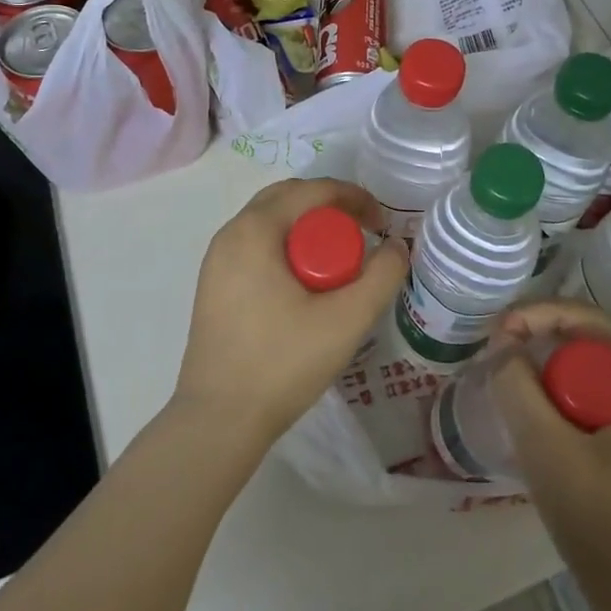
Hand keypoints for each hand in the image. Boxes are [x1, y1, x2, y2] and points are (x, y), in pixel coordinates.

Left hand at [175, 177, 409, 453]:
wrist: (218, 421)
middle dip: (330, 208)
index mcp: (255, 230)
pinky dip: (287, 247)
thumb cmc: (281, 363)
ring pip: (271, 222)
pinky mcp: (215, 285)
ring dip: (309, 228)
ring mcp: (217, 260)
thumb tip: (396, 246)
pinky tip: (306, 284)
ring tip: (339, 261)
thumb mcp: (346, 320)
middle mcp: (230, 234)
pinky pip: (257, 245)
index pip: (312, 190)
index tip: (381, 223)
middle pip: (288, 198)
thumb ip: (381, 276)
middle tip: (362, 235)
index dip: (353, 197)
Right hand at [488, 301, 610, 609]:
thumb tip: (504, 344)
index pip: (585, 317)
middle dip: (539, 342)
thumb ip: (516, 386)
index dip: (536, 314)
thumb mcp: (545, 448)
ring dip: (549, 372)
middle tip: (498, 359)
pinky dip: (565, 397)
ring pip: (590, 370)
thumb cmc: (601, 521)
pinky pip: (598, 396)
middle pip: (587, 340)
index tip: (497, 332)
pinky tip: (540, 420)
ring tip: (510, 386)